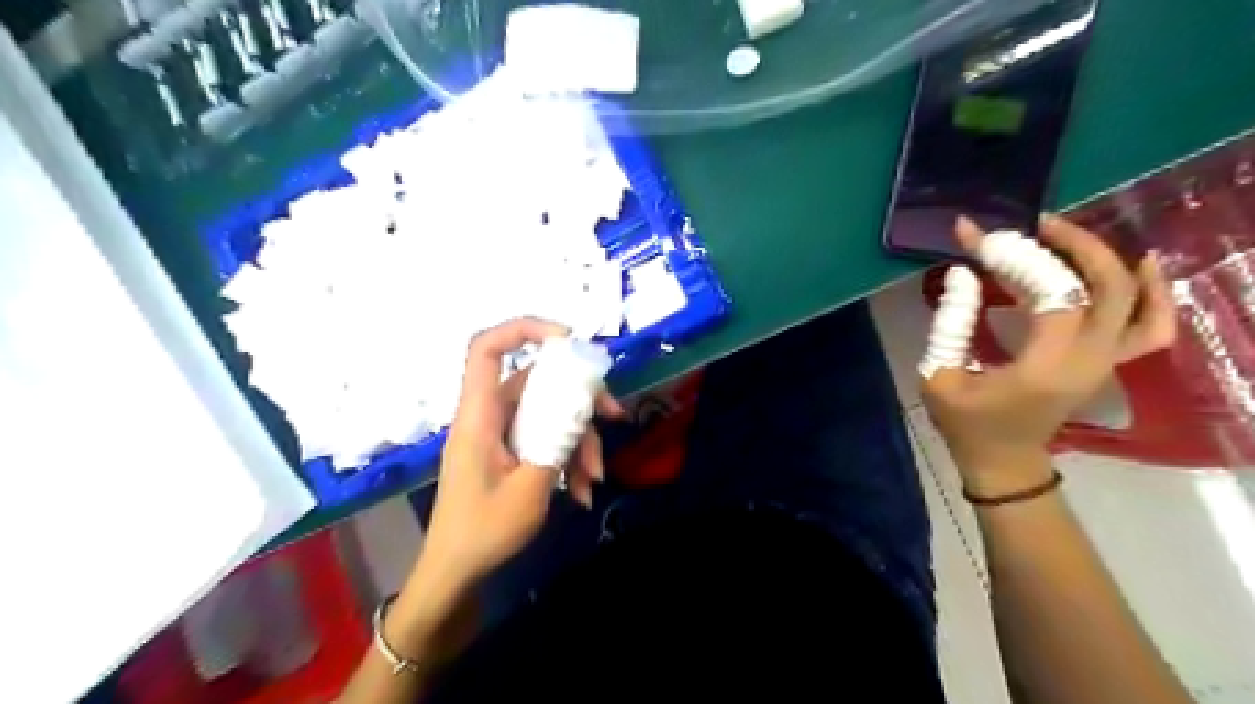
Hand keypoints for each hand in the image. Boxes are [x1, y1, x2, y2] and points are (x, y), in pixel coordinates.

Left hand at [416, 316, 623, 603]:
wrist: (456, 573)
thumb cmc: (483, 533)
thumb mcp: (530, 490)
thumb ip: (557, 443)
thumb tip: (582, 410)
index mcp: (479, 415)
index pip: (486, 349)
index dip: (524, 330)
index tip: (569, 340)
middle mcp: (490, 416)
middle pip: (537, 382)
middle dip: (579, 398)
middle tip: (613, 415)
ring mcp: (501, 435)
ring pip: (549, 414)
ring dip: (578, 440)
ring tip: (595, 478)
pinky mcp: (511, 452)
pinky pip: (545, 439)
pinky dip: (568, 458)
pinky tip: (582, 491)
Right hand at [920, 214, 1176, 495]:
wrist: (1002, 460)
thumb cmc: (965, 423)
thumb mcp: (939, 375)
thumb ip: (950, 323)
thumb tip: (962, 273)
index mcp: (1045, 367)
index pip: (1052, 294)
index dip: (1018, 258)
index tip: (979, 237)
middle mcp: (1089, 360)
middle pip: (1107, 287)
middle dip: (1071, 246)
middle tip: (1031, 226)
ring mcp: (1106, 362)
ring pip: (1138, 301)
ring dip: (1107, 260)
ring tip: (1071, 236)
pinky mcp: (1107, 362)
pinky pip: (1151, 325)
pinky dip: (1152, 292)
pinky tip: (1137, 265)